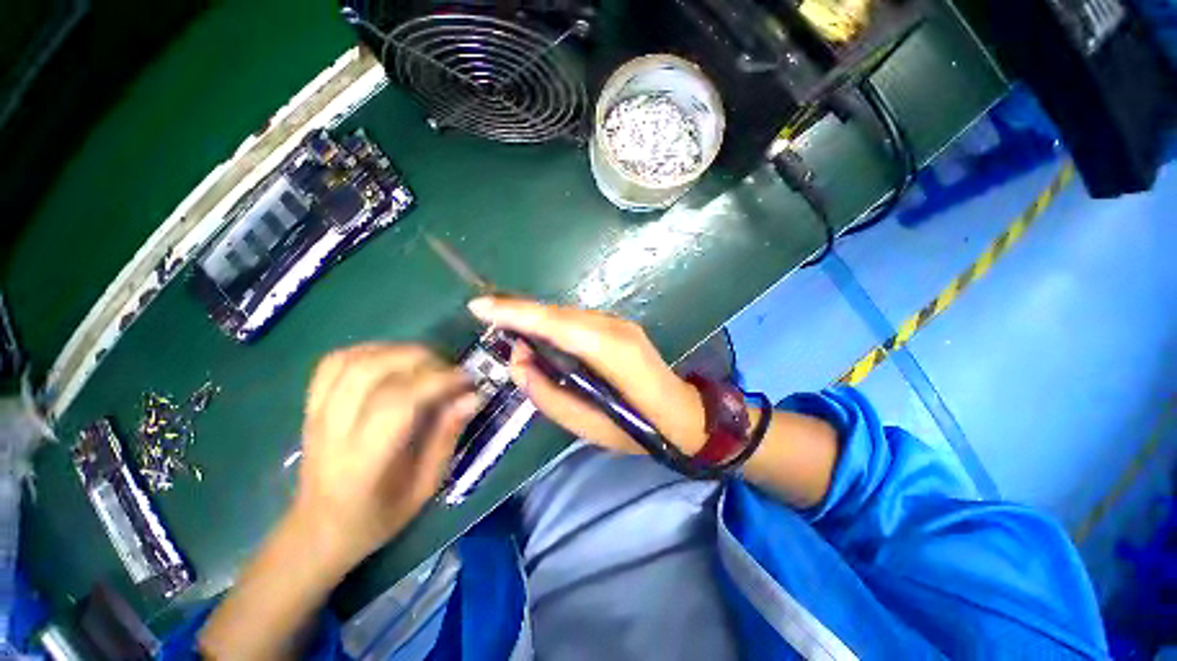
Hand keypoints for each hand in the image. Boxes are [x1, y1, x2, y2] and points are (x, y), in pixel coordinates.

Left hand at [295, 344, 480, 569]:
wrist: (318, 531)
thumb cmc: (377, 517)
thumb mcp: (425, 487)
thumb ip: (447, 437)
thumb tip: (472, 396)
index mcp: (364, 461)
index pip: (398, 401)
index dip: (438, 381)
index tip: (468, 380)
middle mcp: (334, 430)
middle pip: (371, 370)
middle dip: (421, 359)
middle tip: (450, 370)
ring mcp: (316, 414)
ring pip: (352, 359)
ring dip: (398, 351)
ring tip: (426, 363)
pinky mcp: (311, 405)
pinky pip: (335, 361)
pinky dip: (370, 350)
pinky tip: (393, 360)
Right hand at [468, 297, 706, 455]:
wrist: (682, 414)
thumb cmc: (636, 428)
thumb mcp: (585, 423)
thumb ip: (546, 392)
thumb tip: (519, 359)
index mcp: (607, 349)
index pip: (552, 322)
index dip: (514, 311)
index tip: (479, 306)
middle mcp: (612, 326)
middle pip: (557, 312)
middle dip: (520, 312)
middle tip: (488, 318)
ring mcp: (619, 323)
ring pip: (566, 314)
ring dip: (537, 319)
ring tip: (510, 330)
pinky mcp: (620, 326)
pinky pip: (578, 320)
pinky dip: (554, 325)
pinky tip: (543, 338)